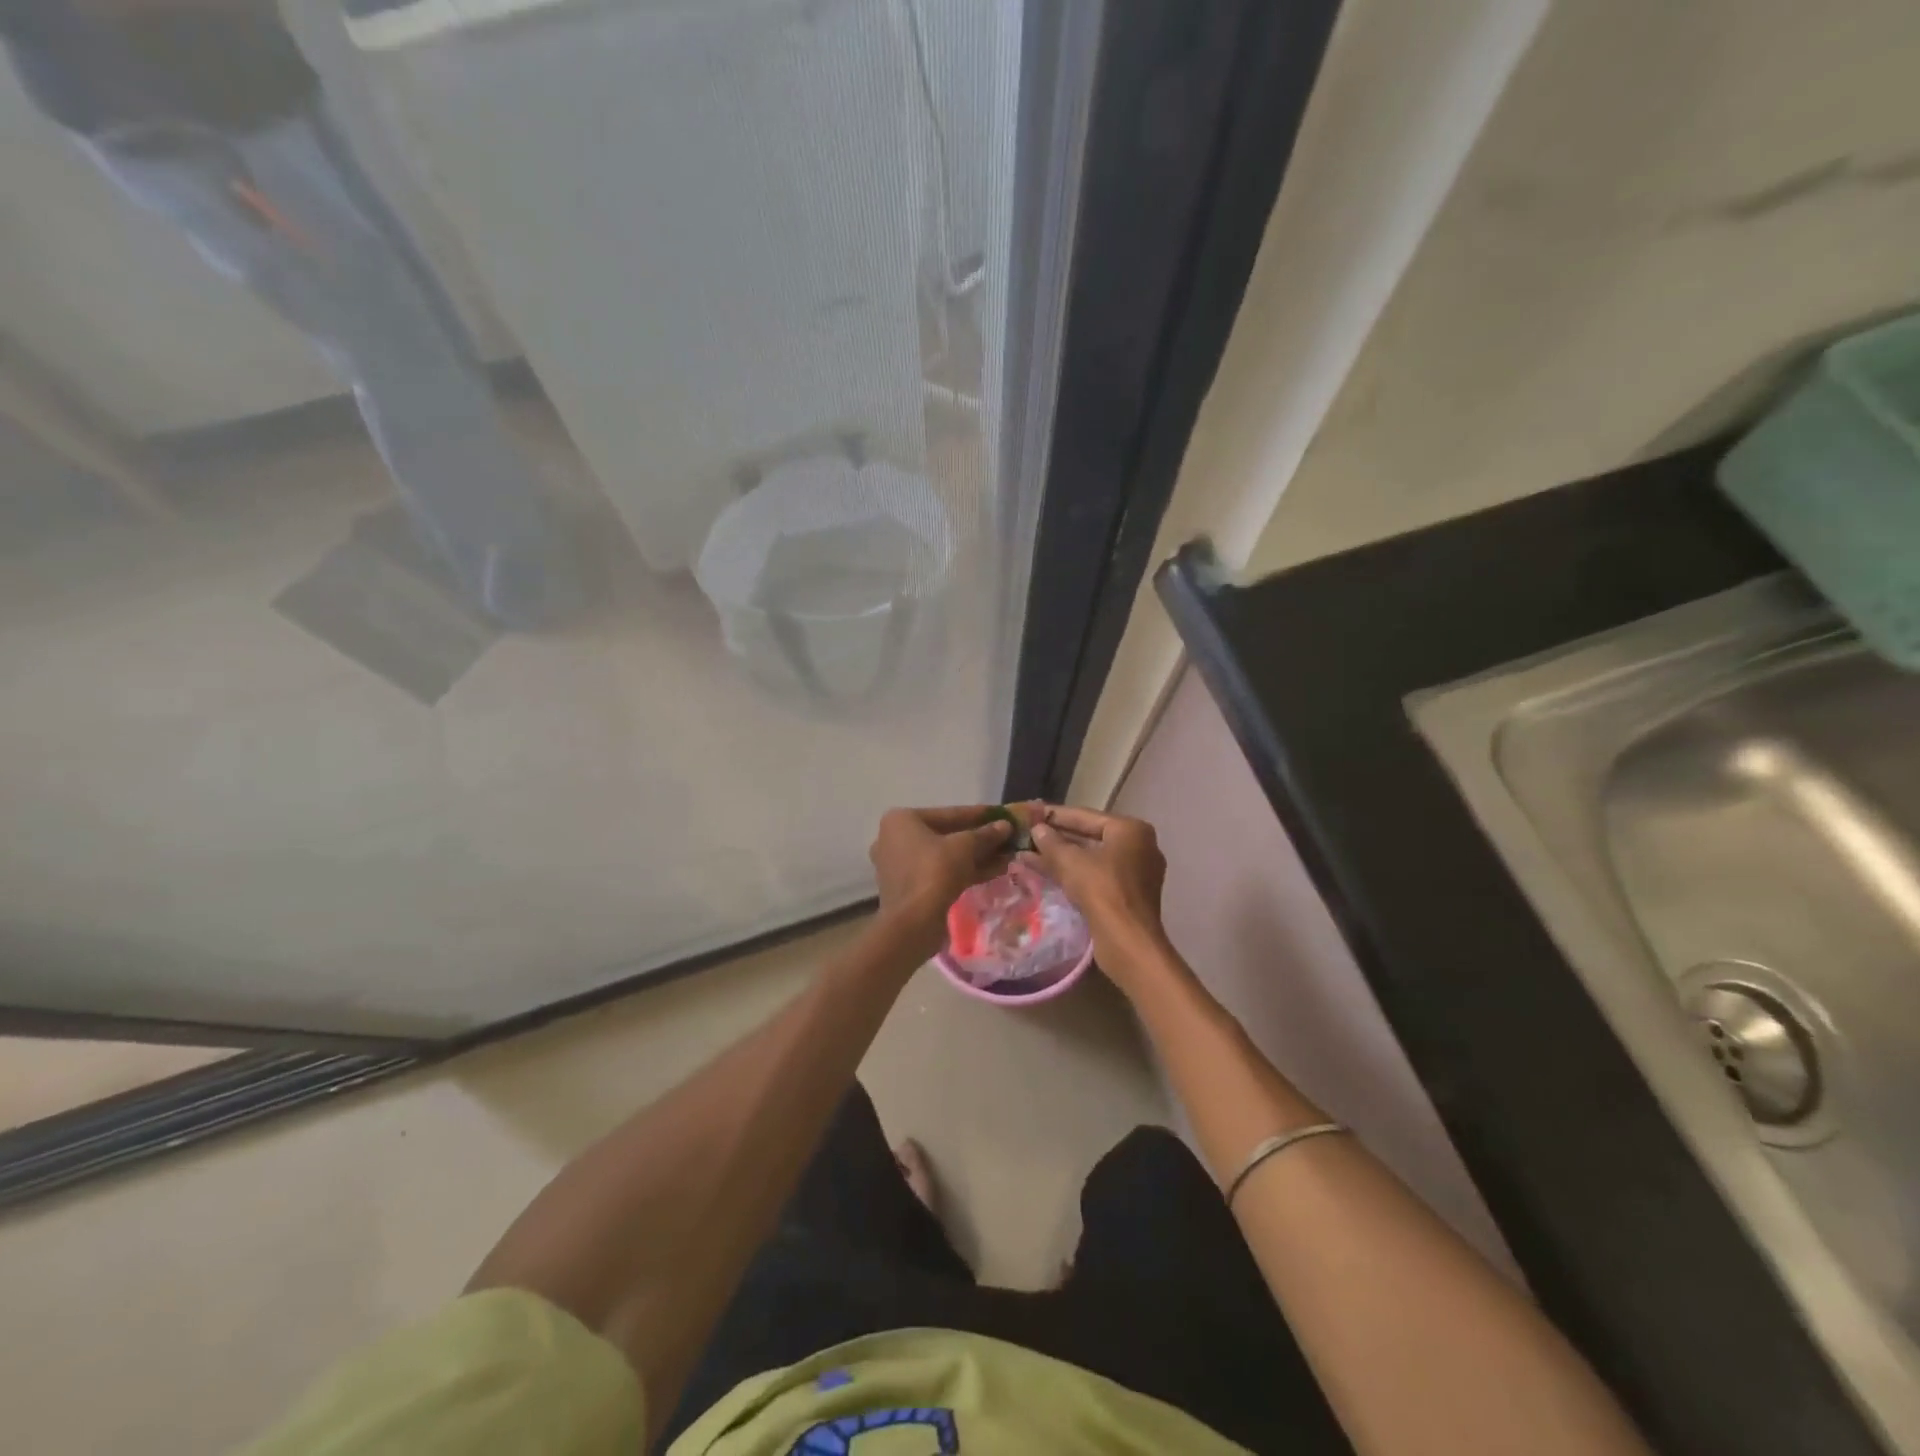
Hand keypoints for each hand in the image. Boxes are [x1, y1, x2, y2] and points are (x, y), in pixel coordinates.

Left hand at [869, 805, 1023, 959]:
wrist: (913, 923)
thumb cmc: (935, 872)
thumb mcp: (965, 847)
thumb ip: (986, 834)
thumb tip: (1006, 826)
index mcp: (901, 820)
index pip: (948, 813)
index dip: (979, 814)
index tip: (1002, 814)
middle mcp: (895, 839)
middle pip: (946, 835)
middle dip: (979, 838)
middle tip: (1007, 837)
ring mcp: (900, 865)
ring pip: (945, 856)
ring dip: (976, 856)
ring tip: (1007, 855)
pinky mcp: (910, 888)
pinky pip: (940, 872)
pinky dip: (965, 870)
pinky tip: (995, 871)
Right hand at [1021, 806, 1172, 992]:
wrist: (1128, 942)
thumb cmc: (1102, 890)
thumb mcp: (1070, 861)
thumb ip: (1051, 842)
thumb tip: (1036, 829)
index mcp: (1131, 830)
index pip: (1086, 816)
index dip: (1055, 815)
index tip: (1030, 813)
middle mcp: (1139, 847)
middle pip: (1090, 837)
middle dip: (1057, 838)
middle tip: (1027, 835)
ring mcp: (1136, 872)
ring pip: (1091, 859)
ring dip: (1061, 858)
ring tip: (1028, 855)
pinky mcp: (1129, 895)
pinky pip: (1097, 876)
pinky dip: (1074, 874)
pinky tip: (1045, 874)